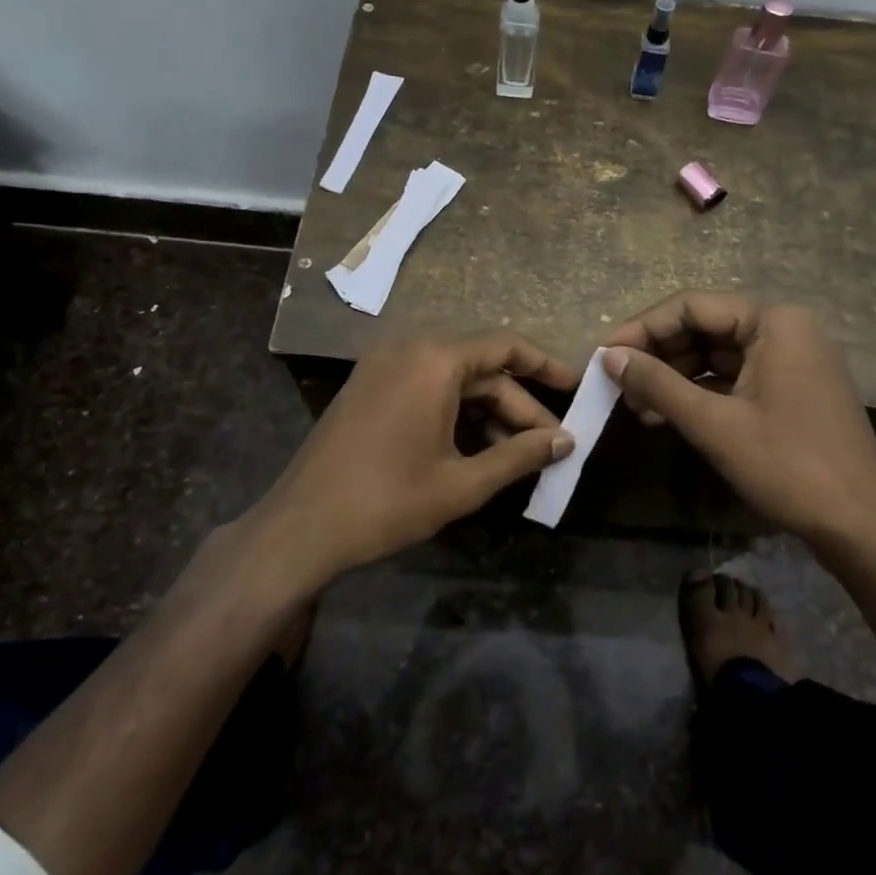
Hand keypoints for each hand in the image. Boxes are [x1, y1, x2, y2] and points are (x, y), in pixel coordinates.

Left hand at [250, 333, 577, 587]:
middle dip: (518, 405)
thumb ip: (519, 456)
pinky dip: (457, 413)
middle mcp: (410, 348)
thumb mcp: (462, 483)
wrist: (300, 528)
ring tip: (517, 455)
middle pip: (482, 367)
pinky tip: (477, 449)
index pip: (506, 346)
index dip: (546, 366)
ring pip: (455, 379)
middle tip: (551, 444)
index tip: (575, 387)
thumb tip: (566, 441)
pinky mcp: (370, 386)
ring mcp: (385, 366)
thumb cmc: (386, 502)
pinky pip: (428, 387)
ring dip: (489, 413)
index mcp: (435, 359)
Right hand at [602, 293, 875, 546]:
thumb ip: (658, 384)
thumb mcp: (714, 423)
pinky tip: (666, 415)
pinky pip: (735, 377)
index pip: (692, 306)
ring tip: (634, 406)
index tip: (604, 354)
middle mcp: (785, 328)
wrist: (862, 526)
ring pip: (716, 354)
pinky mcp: (791, 388)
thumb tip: (608, 357)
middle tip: (616, 384)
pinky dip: (700, 393)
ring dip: (674, 377)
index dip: (642, 328)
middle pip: (704, 327)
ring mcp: (791, 359)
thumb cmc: (788, 466)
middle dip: (658, 355)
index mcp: (774, 321)